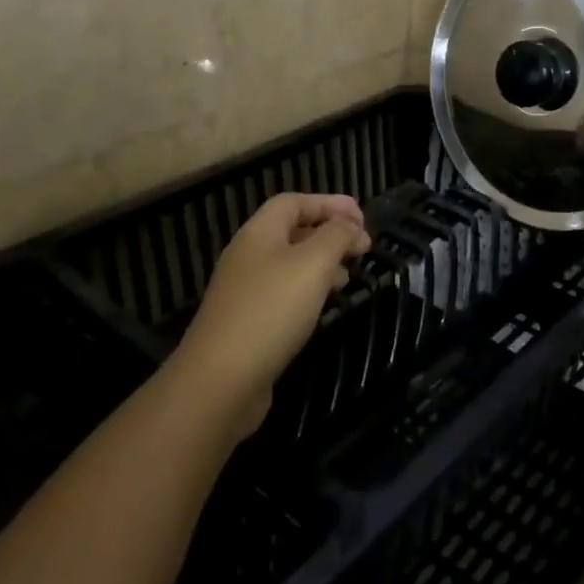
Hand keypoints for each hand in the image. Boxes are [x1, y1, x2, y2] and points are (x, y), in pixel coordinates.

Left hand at [172, 192, 370, 434]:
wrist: (220, 380)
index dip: (329, 203)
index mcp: (259, 233)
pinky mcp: (247, 323)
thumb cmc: (271, 310)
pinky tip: (324, 307)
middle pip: (292, 231)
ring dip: (322, 264)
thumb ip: (336, 236)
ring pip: (289, 264)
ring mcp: (244, 291)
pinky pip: (283, 294)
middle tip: (362, 248)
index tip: (362, 219)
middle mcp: (248, 256)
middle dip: (329, 234)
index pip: (294, 202)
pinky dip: (309, 291)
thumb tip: (350, 224)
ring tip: (349, 277)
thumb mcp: (313, 263)